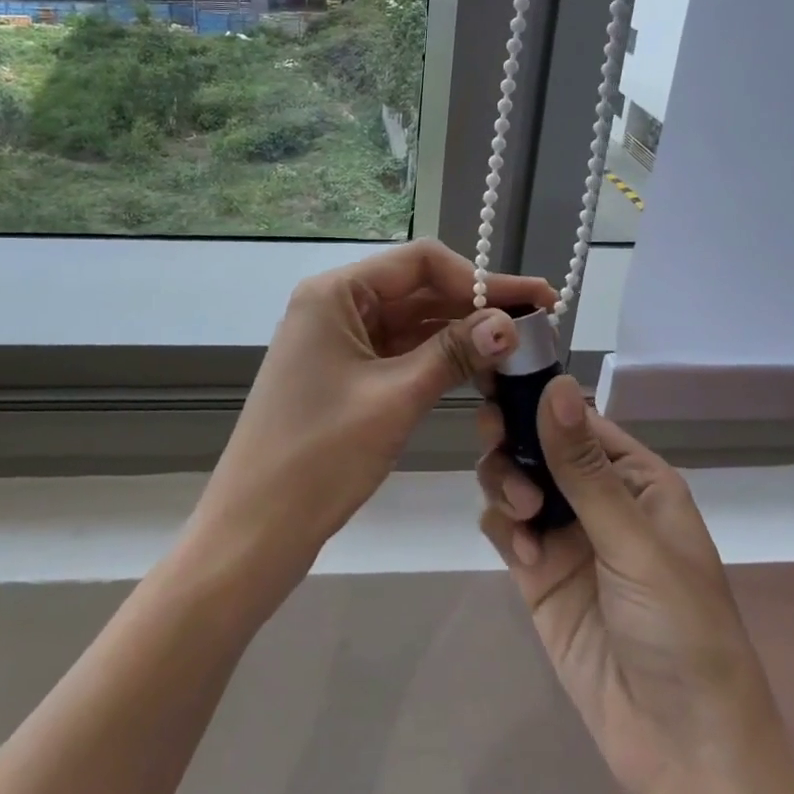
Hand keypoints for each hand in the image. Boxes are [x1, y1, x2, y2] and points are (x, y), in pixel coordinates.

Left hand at [191, 240, 556, 595]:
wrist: (254, 530)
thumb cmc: (319, 457)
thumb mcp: (395, 399)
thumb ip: (454, 353)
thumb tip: (512, 325)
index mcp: (335, 293)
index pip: (421, 263)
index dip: (481, 278)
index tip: (534, 300)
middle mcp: (334, 305)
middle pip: (418, 289)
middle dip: (477, 304)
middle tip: (540, 322)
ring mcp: (337, 340)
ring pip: (411, 321)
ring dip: (461, 331)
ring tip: (519, 346)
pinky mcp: (343, 373)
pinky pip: (398, 351)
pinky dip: (437, 357)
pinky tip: (479, 367)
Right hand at [476, 378, 767, 793]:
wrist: (681, 749)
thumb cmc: (680, 629)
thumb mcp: (635, 541)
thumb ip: (583, 467)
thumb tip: (555, 384)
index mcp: (636, 478)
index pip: (578, 418)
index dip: (539, 398)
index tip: (496, 383)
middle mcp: (598, 498)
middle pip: (538, 444)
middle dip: (513, 439)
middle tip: (494, 442)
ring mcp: (565, 536)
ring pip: (514, 480)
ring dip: (506, 483)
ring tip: (522, 515)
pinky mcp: (537, 573)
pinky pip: (505, 527)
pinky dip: (504, 528)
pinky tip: (523, 556)